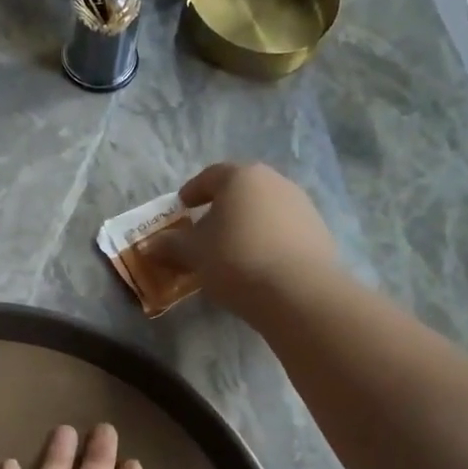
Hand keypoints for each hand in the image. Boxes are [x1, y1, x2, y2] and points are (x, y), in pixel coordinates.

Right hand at [142, 161, 337, 314]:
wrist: (298, 292)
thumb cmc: (236, 260)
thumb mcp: (194, 254)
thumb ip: (170, 245)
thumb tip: (149, 244)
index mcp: (241, 177)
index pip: (210, 176)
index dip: (193, 191)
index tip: (182, 206)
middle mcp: (275, 182)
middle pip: (241, 190)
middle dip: (221, 207)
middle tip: (205, 228)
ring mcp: (302, 205)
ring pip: (265, 209)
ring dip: (247, 223)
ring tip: (232, 249)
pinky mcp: (318, 231)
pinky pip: (284, 229)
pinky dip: (268, 239)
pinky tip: (259, 262)